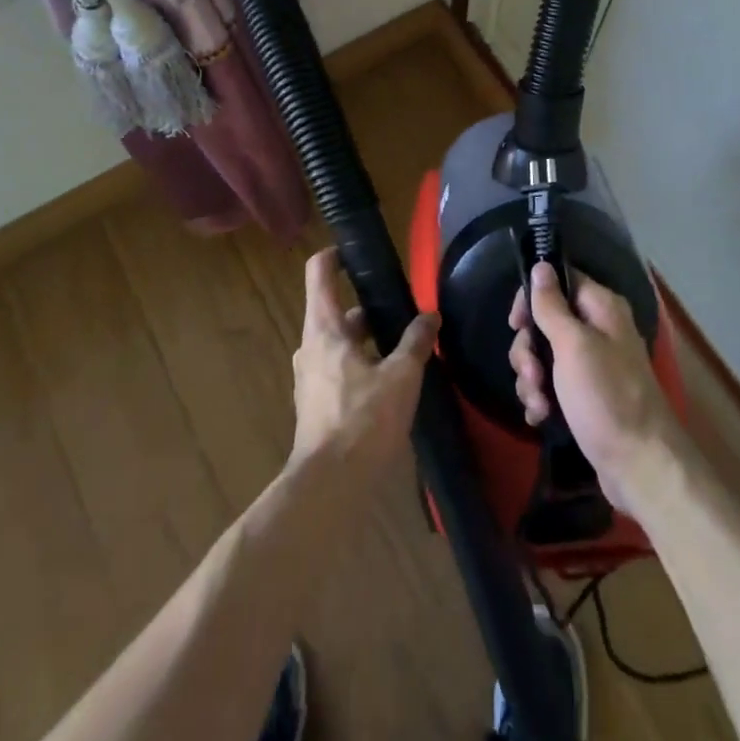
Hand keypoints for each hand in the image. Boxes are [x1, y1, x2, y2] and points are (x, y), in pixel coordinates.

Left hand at [289, 248, 437, 478]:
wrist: (329, 486)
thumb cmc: (363, 420)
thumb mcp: (401, 376)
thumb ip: (415, 341)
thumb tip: (430, 316)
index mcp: (324, 328)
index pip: (318, 272)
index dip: (335, 255)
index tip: (358, 253)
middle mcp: (311, 346)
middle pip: (335, 310)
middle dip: (368, 309)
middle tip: (402, 311)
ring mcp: (309, 377)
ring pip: (339, 343)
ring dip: (366, 341)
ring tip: (403, 349)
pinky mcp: (315, 405)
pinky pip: (338, 370)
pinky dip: (360, 366)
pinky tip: (389, 385)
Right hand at [509, 262, 685, 516]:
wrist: (640, 466)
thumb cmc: (606, 397)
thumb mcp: (573, 346)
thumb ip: (552, 305)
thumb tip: (541, 265)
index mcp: (601, 308)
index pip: (559, 281)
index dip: (532, 298)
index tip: (516, 324)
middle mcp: (598, 330)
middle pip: (545, 322)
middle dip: (529, 351)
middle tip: (533, 375)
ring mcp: (592, 365)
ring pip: (544, 356)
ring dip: (532, 380)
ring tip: (539, 405)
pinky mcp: (585, 396)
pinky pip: (552, 385)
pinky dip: (542, 398)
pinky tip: (541, 418)